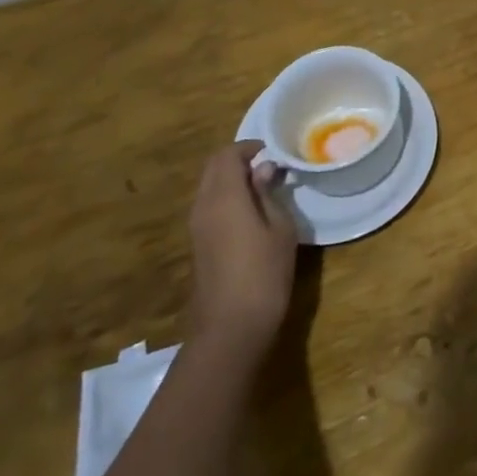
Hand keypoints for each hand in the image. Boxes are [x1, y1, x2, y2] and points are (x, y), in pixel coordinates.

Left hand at [187, 140, 296, 363]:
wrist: (231, 327)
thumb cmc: (264, 272)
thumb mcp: (280, 228)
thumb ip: (268, 194)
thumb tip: (264, 170)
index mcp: (224, 196)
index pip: (227, 156)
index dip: (248, 147)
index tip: (270, 150)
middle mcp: (203, 206)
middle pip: (213, 168)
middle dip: (236, 159)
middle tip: (266, 166)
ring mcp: (196, 227)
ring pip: (208, 187)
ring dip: (230, 179)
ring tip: (261, 187)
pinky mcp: (198, 244)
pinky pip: (208, 206)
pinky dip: (226, 197)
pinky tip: (249, 211)